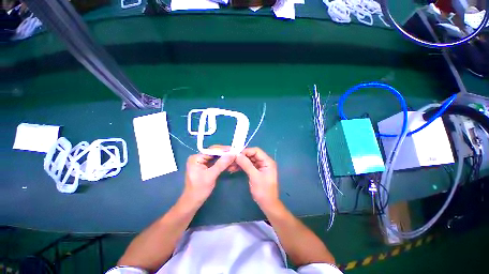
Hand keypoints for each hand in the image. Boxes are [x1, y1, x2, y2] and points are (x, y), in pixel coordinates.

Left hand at [183, 150, 234, 206]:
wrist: (193, 202)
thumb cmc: (199, 190)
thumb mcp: (211, 176)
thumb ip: (221, 164)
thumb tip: (232, 154)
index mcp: (196, 158)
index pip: (212, 150)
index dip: (224, 150)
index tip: (234, 151)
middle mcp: (199, 157)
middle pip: (215, 153)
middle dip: (226, 155)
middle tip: (236, 156)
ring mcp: (203, 162)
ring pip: (217, 158)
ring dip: (226, 160)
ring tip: (235, 161)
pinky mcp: (206, 167)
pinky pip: (217, 163)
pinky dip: (224, 164)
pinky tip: (231, 165)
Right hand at [235, 147, 278, 208]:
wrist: (267, 204)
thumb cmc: (263, 190)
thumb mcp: (254, 176)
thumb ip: (246, 164)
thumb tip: (237, 155)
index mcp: (267, 161)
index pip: (256, 151)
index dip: (246, 151)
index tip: (235, 154)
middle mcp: (264, 162)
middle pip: (252, 155)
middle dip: (241, 157)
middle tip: (231, 160)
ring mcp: (260, 166)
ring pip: (249, 160)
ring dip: (240, 162)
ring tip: (230, 165)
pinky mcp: (256, 171)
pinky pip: (248, 166)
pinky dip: (241, 166)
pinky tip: (233, 168)